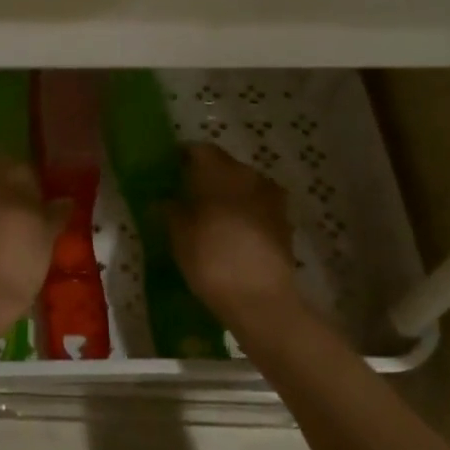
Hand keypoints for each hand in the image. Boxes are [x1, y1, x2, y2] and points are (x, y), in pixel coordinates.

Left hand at [0, 161, 66, 321]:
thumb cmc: (15, 259)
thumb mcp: (46, 237)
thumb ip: (55, 213)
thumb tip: (64, 201)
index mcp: (4, 170)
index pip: (25, 171)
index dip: (36, 193)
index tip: (42, 215)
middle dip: (7, 197)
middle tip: (22, 227)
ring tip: (1, 241)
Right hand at [167, 143, 301, 320]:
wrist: (260, 298)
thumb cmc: (211, 260)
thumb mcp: (179, 236)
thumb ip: (170, 211)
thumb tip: (164, 200)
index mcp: (219, 172)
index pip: (199, 150)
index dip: (184, 157)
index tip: (171, 170)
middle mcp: (249, 176)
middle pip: (224, 166)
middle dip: (207, 176)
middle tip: (188, 195)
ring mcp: (272, 197)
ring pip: (244, 185)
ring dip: (228, 194)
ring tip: (211, 216)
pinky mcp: (284, 221)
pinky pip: (258, 205)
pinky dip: (245, 212)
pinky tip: (232, 232)